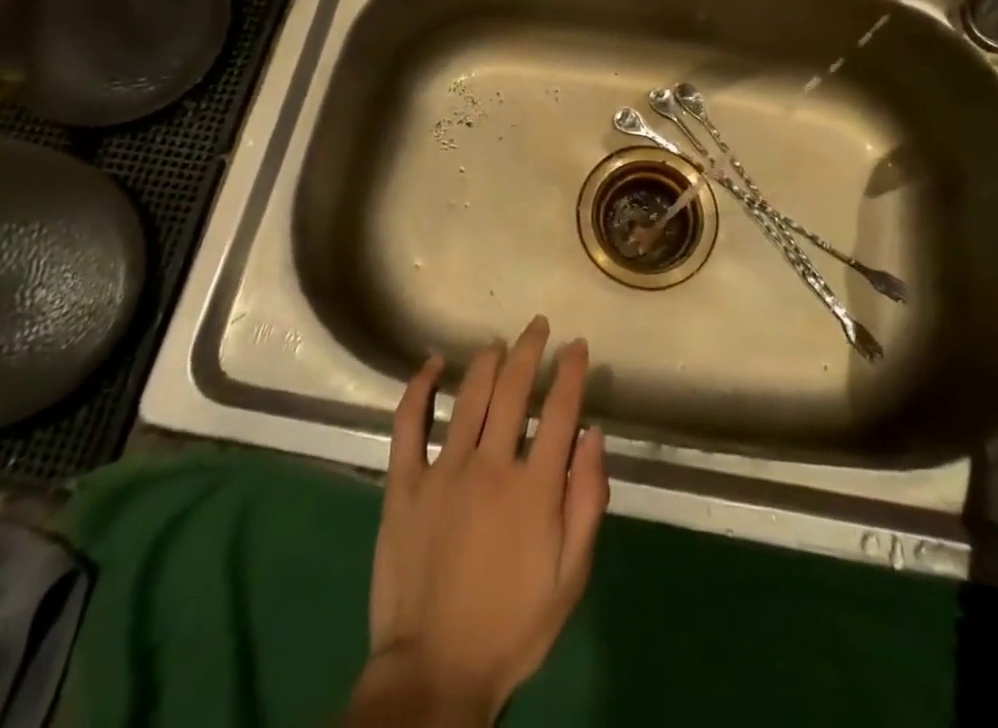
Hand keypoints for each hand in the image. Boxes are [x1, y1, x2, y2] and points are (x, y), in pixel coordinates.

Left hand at [349, 317, 607, 725]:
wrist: (434, 671)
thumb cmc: (511, 626)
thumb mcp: (569, 578)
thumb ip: (586, 503)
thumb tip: (595, 435)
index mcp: (533, 489)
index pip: (559, 411)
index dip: (572, 372)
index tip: (578, 345)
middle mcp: (489, 465)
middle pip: (514, 389)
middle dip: (530, 349)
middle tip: (538, 325)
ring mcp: (442, 470)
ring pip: (469, 396)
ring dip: (487, 361)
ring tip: (499, 342)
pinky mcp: (403, 484)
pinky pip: (408, 423)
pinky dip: (419, 388)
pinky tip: (431, 364)